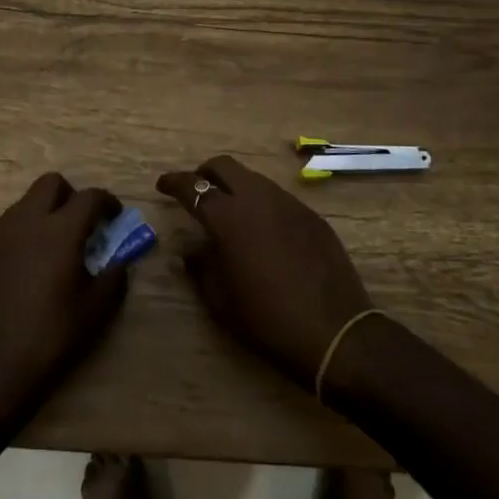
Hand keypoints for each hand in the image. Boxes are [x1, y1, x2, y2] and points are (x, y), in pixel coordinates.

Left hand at [0, 172, 129, 435]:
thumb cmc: (47, 340)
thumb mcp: (93, 313)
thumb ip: (112, 279)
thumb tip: (119, 262)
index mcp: (60, 231)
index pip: (89, 197)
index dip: (107, 202)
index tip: (116, 217)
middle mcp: (27, 221)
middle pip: (51, 183)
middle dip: (72, 195)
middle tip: (84, 224)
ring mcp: (0, 235)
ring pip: (28, 201)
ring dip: (47, 211)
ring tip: (59, 246)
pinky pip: (11, 224)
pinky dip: (28, 230)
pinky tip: (33, 265)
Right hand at [157, 155, 371, 387]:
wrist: (334, 331)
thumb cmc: (267, 320)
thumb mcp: (221, 301)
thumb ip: (200, 267)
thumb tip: (186, 251)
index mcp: (229, 218)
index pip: (193, 187)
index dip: (174, 182)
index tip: (163, 185)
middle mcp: (258, 199)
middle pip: (225, 166)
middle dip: (205, 173)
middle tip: (197, 190)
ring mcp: (289, 203)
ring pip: (254, 178)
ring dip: (235, 186)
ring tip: (229, 210)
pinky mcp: (312, 215)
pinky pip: (278, 197)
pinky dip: (261, 203)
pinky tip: (263, 229)